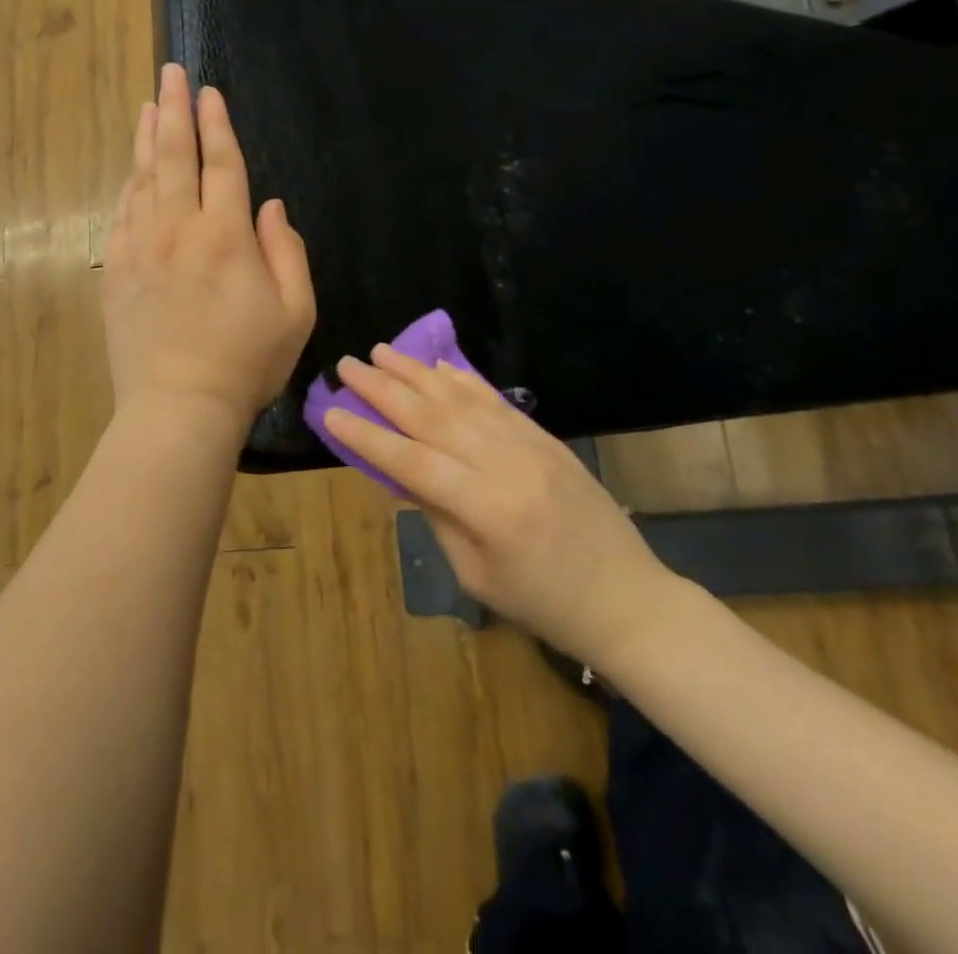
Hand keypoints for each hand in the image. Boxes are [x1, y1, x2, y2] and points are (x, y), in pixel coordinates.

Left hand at [101, 64, 316, 428]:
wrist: (179, 406)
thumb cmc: (247, 362)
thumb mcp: (295, 312)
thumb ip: (287, 252)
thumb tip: (271, 207)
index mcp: (225, 235)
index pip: (221, 164)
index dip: (216, 124)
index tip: (209, 91)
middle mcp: (178, 229)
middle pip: (174, 156)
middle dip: (174, 109)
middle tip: (169, 73)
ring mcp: (140, 248)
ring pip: (142, 178)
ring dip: (146, 137)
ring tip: (148, 105)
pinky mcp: (116, 271)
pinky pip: (122, 214)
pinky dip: (129, 185)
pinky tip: (132, 170)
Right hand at [325, 347, 680, 666]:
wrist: (627, 599)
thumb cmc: (544, 604)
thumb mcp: (477, 574)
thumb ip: (437, 515)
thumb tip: (398, 471)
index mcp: (486, 509)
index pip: (412, 461)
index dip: (367, 437)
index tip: (330, 412)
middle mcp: (506, 464)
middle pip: (432, 417)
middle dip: (384, 389)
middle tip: (348, 364)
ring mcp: (530, 444)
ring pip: (462, 399)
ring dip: (417, 373)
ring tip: (382, 352)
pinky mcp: (545, 437)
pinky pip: (496, 400)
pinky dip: (463, 380)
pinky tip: (438, 366)